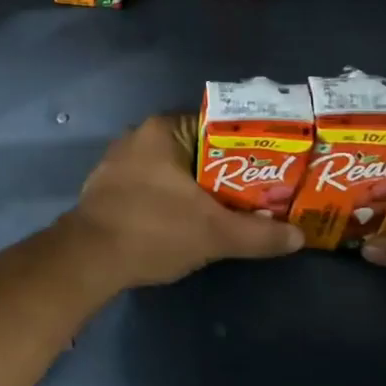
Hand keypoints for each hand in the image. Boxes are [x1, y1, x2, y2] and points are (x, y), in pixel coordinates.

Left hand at [67, 114, 302, 287]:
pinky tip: (188, 219)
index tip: (272, 167)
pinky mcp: (107, 188)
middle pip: (197, 148)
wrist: (87, 260)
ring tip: (231, 208)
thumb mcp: (214, 234)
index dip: (249, 146)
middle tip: (258, 192)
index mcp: (163, 130)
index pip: (218, 125)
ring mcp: (119, 162)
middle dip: (226, 171)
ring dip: (198, 187)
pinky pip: (151, 184)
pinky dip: (172, 198)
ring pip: (173, 169)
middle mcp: (139, 136)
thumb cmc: (153, 231)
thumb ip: (259, 234)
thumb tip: (299, 237)